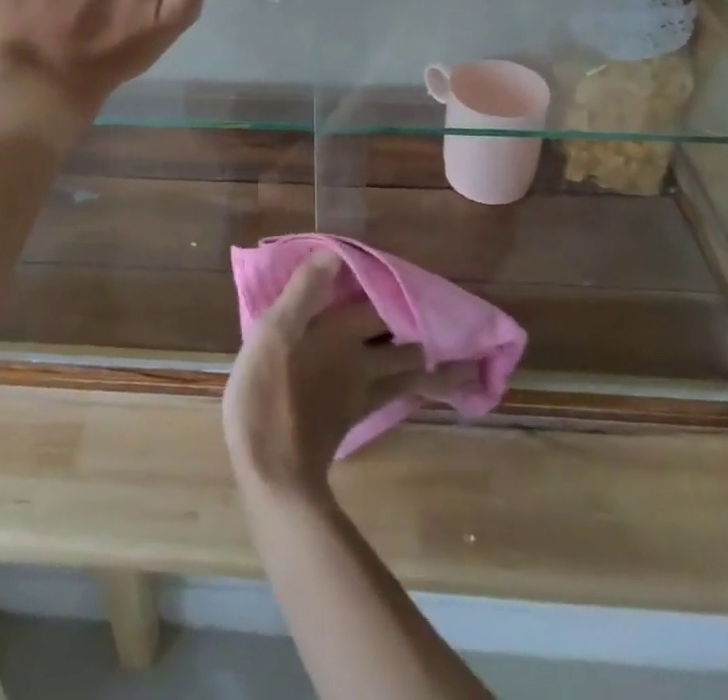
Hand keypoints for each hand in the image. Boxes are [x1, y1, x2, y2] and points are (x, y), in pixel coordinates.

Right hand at [223, 254, 478, 500]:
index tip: (423, 285)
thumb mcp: (274, 333)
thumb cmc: (268, 394)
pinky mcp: (351, 422)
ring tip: (459, 366)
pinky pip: (392, 397)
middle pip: (410, 349)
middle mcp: (362, 363)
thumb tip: (333, 254)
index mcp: (342, 334)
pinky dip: (407, 389)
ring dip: (433, 371)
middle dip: (435, 342)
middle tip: (457, 332)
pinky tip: (404, 388)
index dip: (400, 294)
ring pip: (409, 378)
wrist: (273, 474)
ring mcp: (361, 397)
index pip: (384, 307)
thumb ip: (304, 292)